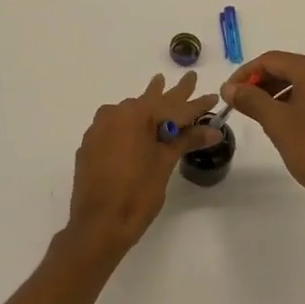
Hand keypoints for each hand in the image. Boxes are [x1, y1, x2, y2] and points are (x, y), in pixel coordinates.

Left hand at [68, 72, 220, 251]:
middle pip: (151, 102)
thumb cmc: (136, 193)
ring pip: (131, 112)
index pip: (174, 106)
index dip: (196, 103)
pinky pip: (116, 125)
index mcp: (135, 114)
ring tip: (159, 85)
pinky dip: (131, 124)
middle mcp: (115, 113)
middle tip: (189, 78)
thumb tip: (214, 129)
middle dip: (173, 93)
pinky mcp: (91, 144)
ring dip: (149, 104)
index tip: (213, 96)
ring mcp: (99, 128)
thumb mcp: (165, 164)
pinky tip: (137, 125)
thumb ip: (187, 141)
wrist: (97, 224)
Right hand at [222, 52, 304, 229]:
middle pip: (292, 69)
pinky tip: (294, 126)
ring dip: (282, 94)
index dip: (246, 73)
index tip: (229, 92)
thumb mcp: (277, 123)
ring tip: (264, 116)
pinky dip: (303, 104)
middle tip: (243, 103)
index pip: (272, 60)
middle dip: (264, 83)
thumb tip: (229, 87)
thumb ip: (251, 99)